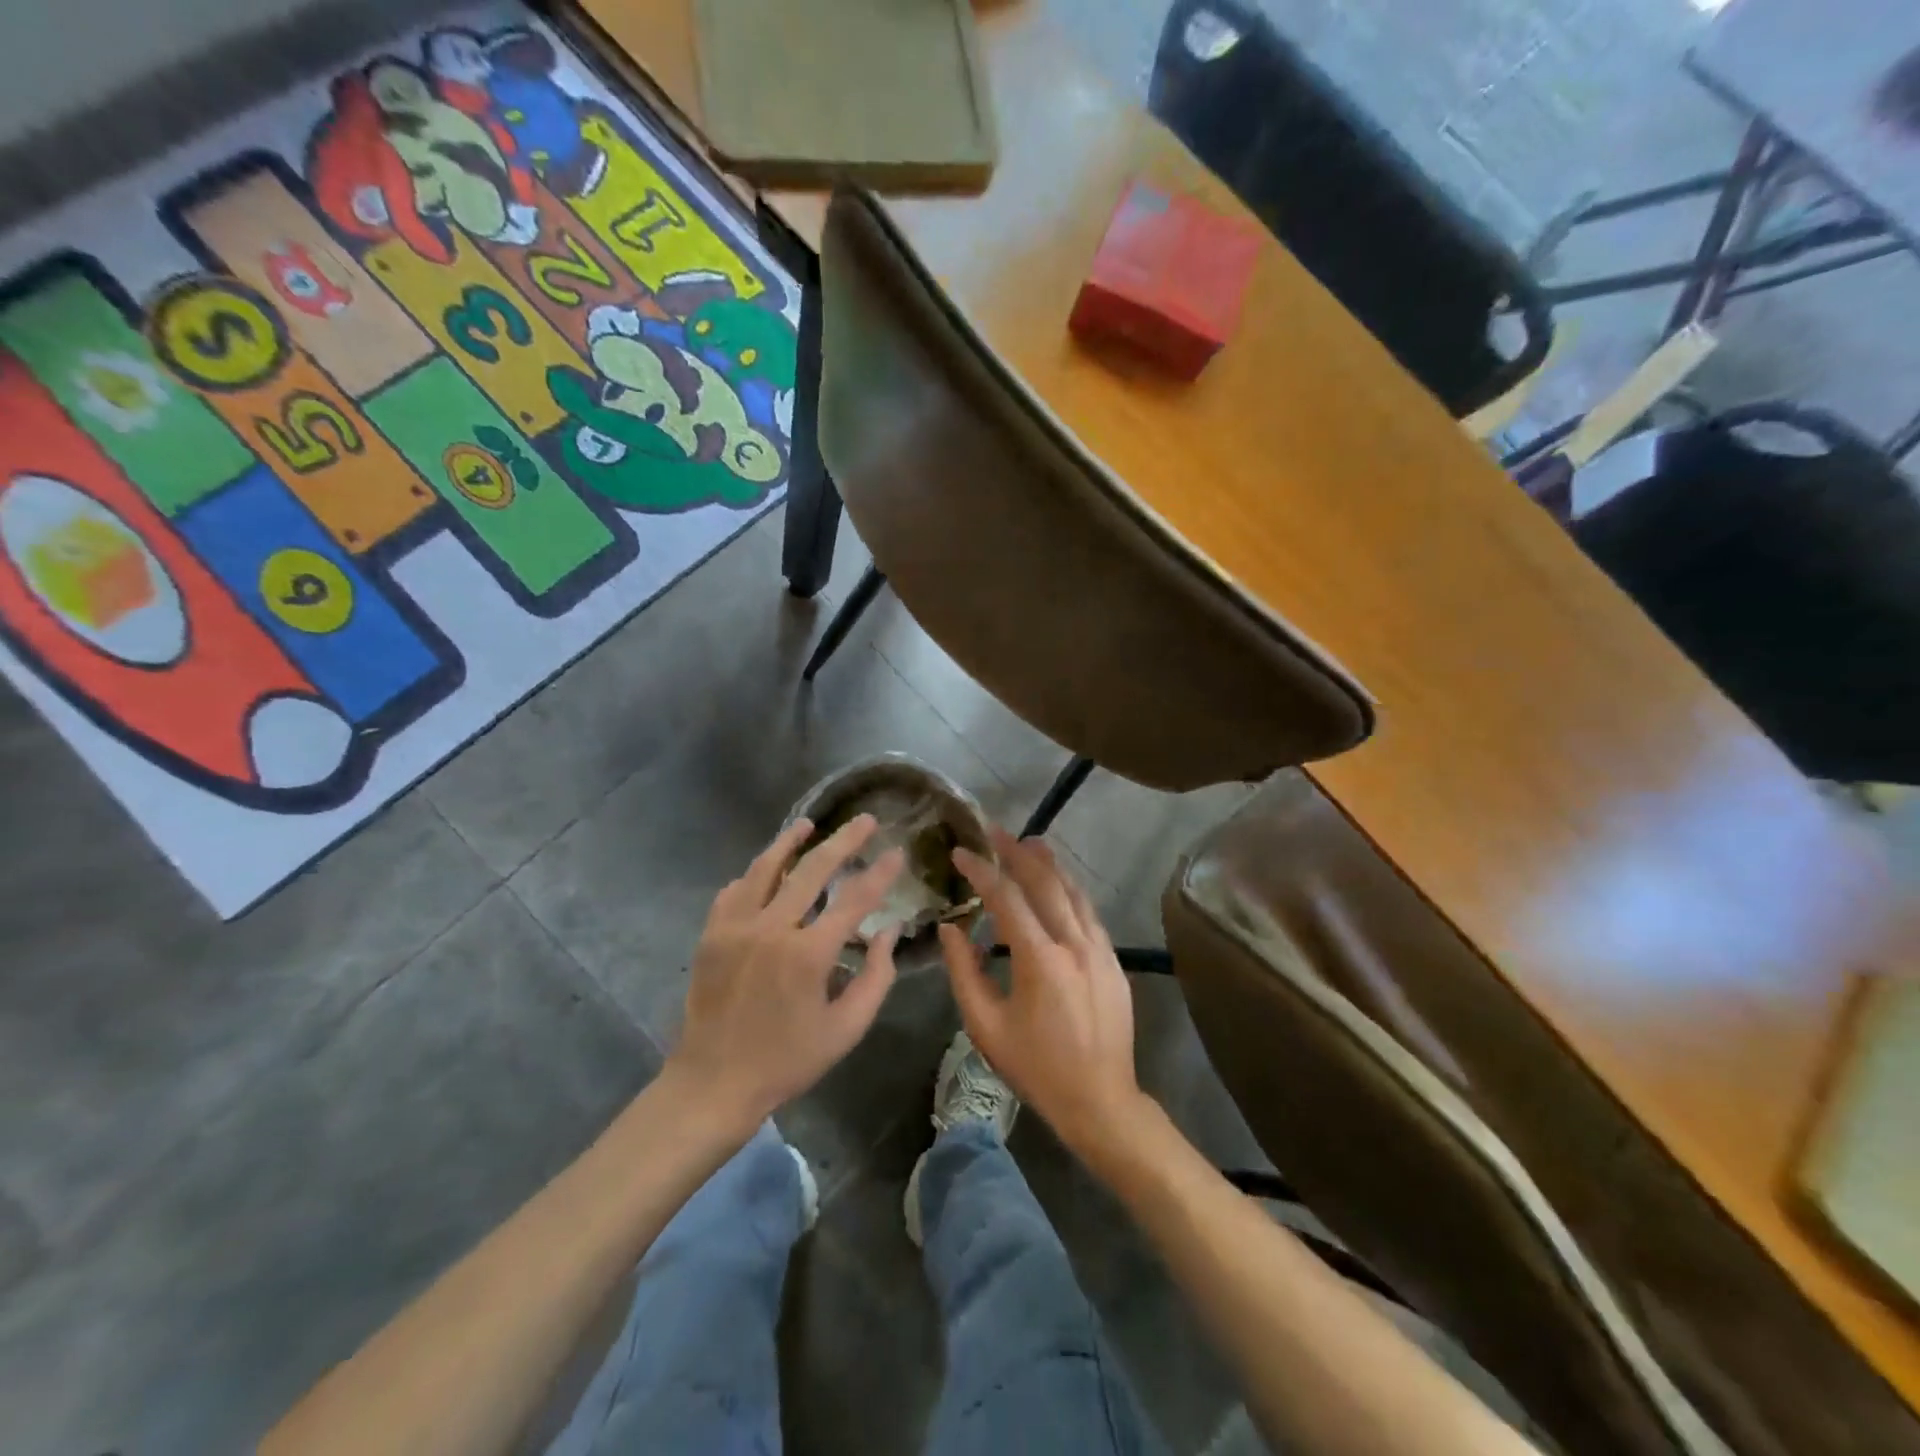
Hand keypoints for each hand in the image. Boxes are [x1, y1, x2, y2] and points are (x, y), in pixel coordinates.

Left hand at [670, 815, 905, 1129]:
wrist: (713, 1084)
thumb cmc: (787, 1061)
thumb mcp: (846, 1030)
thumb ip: (876, 977)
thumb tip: (889, 931)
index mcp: (808, 955)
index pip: (854, 900)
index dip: (880, 873)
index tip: (897, 852)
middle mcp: (771, 929)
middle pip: (812, 869)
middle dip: (843, 840)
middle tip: (864, 820)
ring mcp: (735, 928)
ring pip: (765, 868)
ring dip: (789, 842)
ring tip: (808, 825)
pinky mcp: (711, 934)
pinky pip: (734, 890)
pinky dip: (753, 874)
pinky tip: (765, 868)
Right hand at [939, 828, 1143, 1151]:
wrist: (1100, 1100)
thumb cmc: (1035, 1067)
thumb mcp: (986, 1026)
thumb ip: (964, 972)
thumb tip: (951, 929)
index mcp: (1040, 960)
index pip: (1007, 898)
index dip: (982, 871)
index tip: (962, 852)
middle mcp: (1075, 944)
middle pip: (1046, 883)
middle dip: (1019, 853)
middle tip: (997, 832)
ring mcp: (1100, 950)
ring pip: (1074, 892)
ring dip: (1051, 865)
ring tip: (1031, 843)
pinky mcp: (1114, 961)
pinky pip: (1089, 913)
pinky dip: (1070, 891)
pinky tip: (1059, 885)